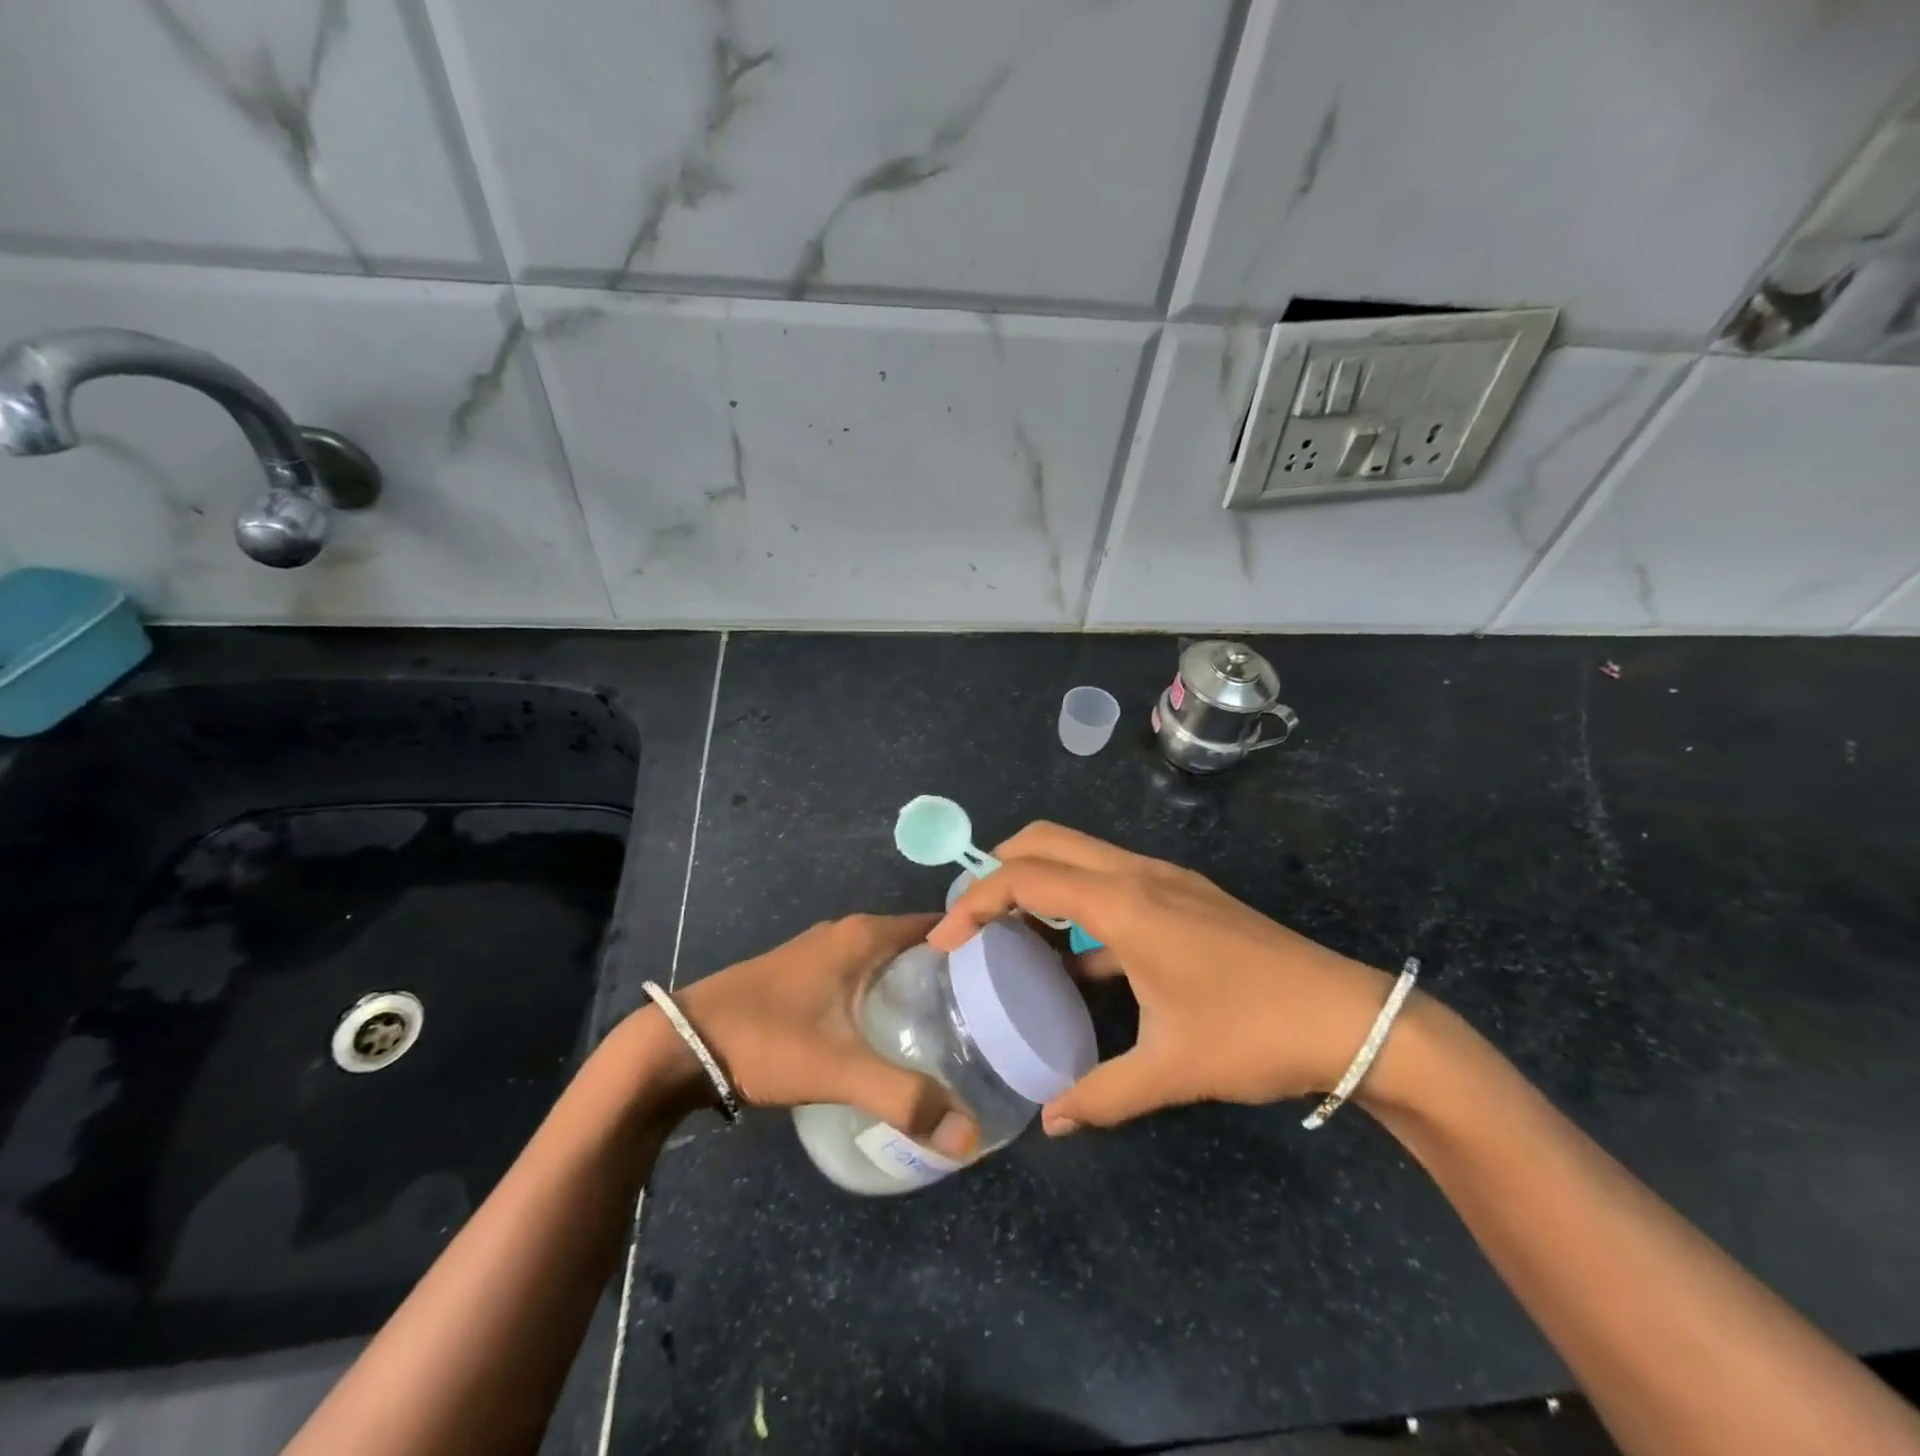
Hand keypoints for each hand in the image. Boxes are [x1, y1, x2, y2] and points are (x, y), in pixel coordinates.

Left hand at [672, 914, 977, 1159]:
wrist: (680, 1044)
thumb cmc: (765, 1040)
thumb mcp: (838, 1069)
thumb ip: (904, 1099)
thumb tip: (969, 1137)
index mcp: (865, 935)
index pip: (941, 926)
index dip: (977, 947)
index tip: (1012, 978)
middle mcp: (849, 932)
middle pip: (918, 943)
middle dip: (954, 973)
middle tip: (992, 1014)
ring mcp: (824, 951)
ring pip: (890, 960)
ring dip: (920, 985)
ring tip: (957, 1028)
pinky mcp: (807, 973)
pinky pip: (866, 973)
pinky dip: (890, 993)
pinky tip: (897, 1033)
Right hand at [927, 823, 1393, 1133]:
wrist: (1350, 1016)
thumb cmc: (1253, 1033)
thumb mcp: (1171, 1069)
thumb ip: (1102, 1094)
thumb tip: (1051, 1122)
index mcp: (1124, 903)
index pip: (1027, 877)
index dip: (975, 900)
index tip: (944, 940)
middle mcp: (1138, 874)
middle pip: (1048, 840)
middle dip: (998, 867)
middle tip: (972, 918)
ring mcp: (1164, 878)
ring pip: (1080, 854)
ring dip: (1039, 879)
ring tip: (1012, 933)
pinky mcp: (1183, 894)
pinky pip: (1109, 879)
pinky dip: (1076, 900)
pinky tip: (1076, 958)